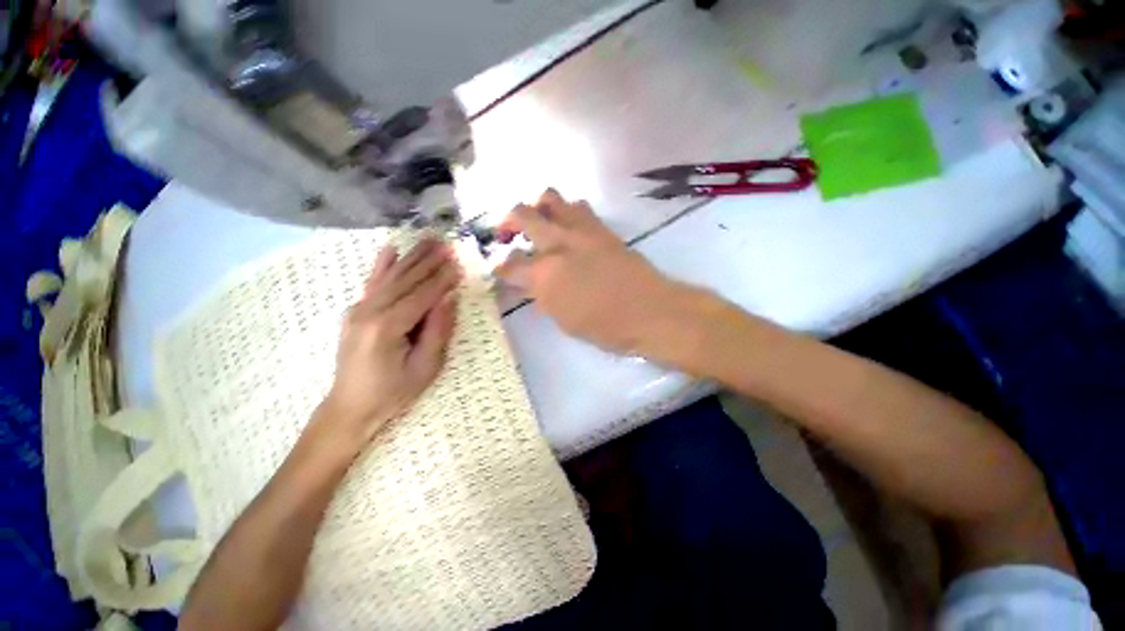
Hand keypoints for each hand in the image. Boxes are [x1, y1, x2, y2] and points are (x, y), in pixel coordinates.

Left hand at [318, 238, 459, 447]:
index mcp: (387, 327)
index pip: (422, 296)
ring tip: (429, 239)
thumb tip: (449, 299)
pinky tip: (390, 248)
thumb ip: (438, 331)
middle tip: (447, 242)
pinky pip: (372, 283)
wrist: (350, 406)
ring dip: (412, 257)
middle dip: (428, 260)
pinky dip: (382, 264)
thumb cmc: (393, 392)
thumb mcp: (425, 367)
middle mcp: (369, 312)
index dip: (442, 279)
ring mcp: (358, 310)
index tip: (458, 263)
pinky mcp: (355, 312)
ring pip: (391, 277)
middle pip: (406, 280)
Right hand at [496, 189, 695, 358]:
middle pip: (522, 215)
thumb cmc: (606, 326)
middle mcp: (559, 243)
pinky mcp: (602, 228)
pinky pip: (579, 207)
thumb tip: (531, 284)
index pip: (509, 265)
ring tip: (539, 224)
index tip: (500, 273)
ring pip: (550, 198)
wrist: (651, 311)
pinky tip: (568, 228)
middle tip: (506, 235)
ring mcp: (582, 230)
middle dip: (507, 222)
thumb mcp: (564, 320)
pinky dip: (566, 212)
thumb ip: (542, 297)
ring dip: (538, 208)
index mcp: (545, 274)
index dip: (500, 269)